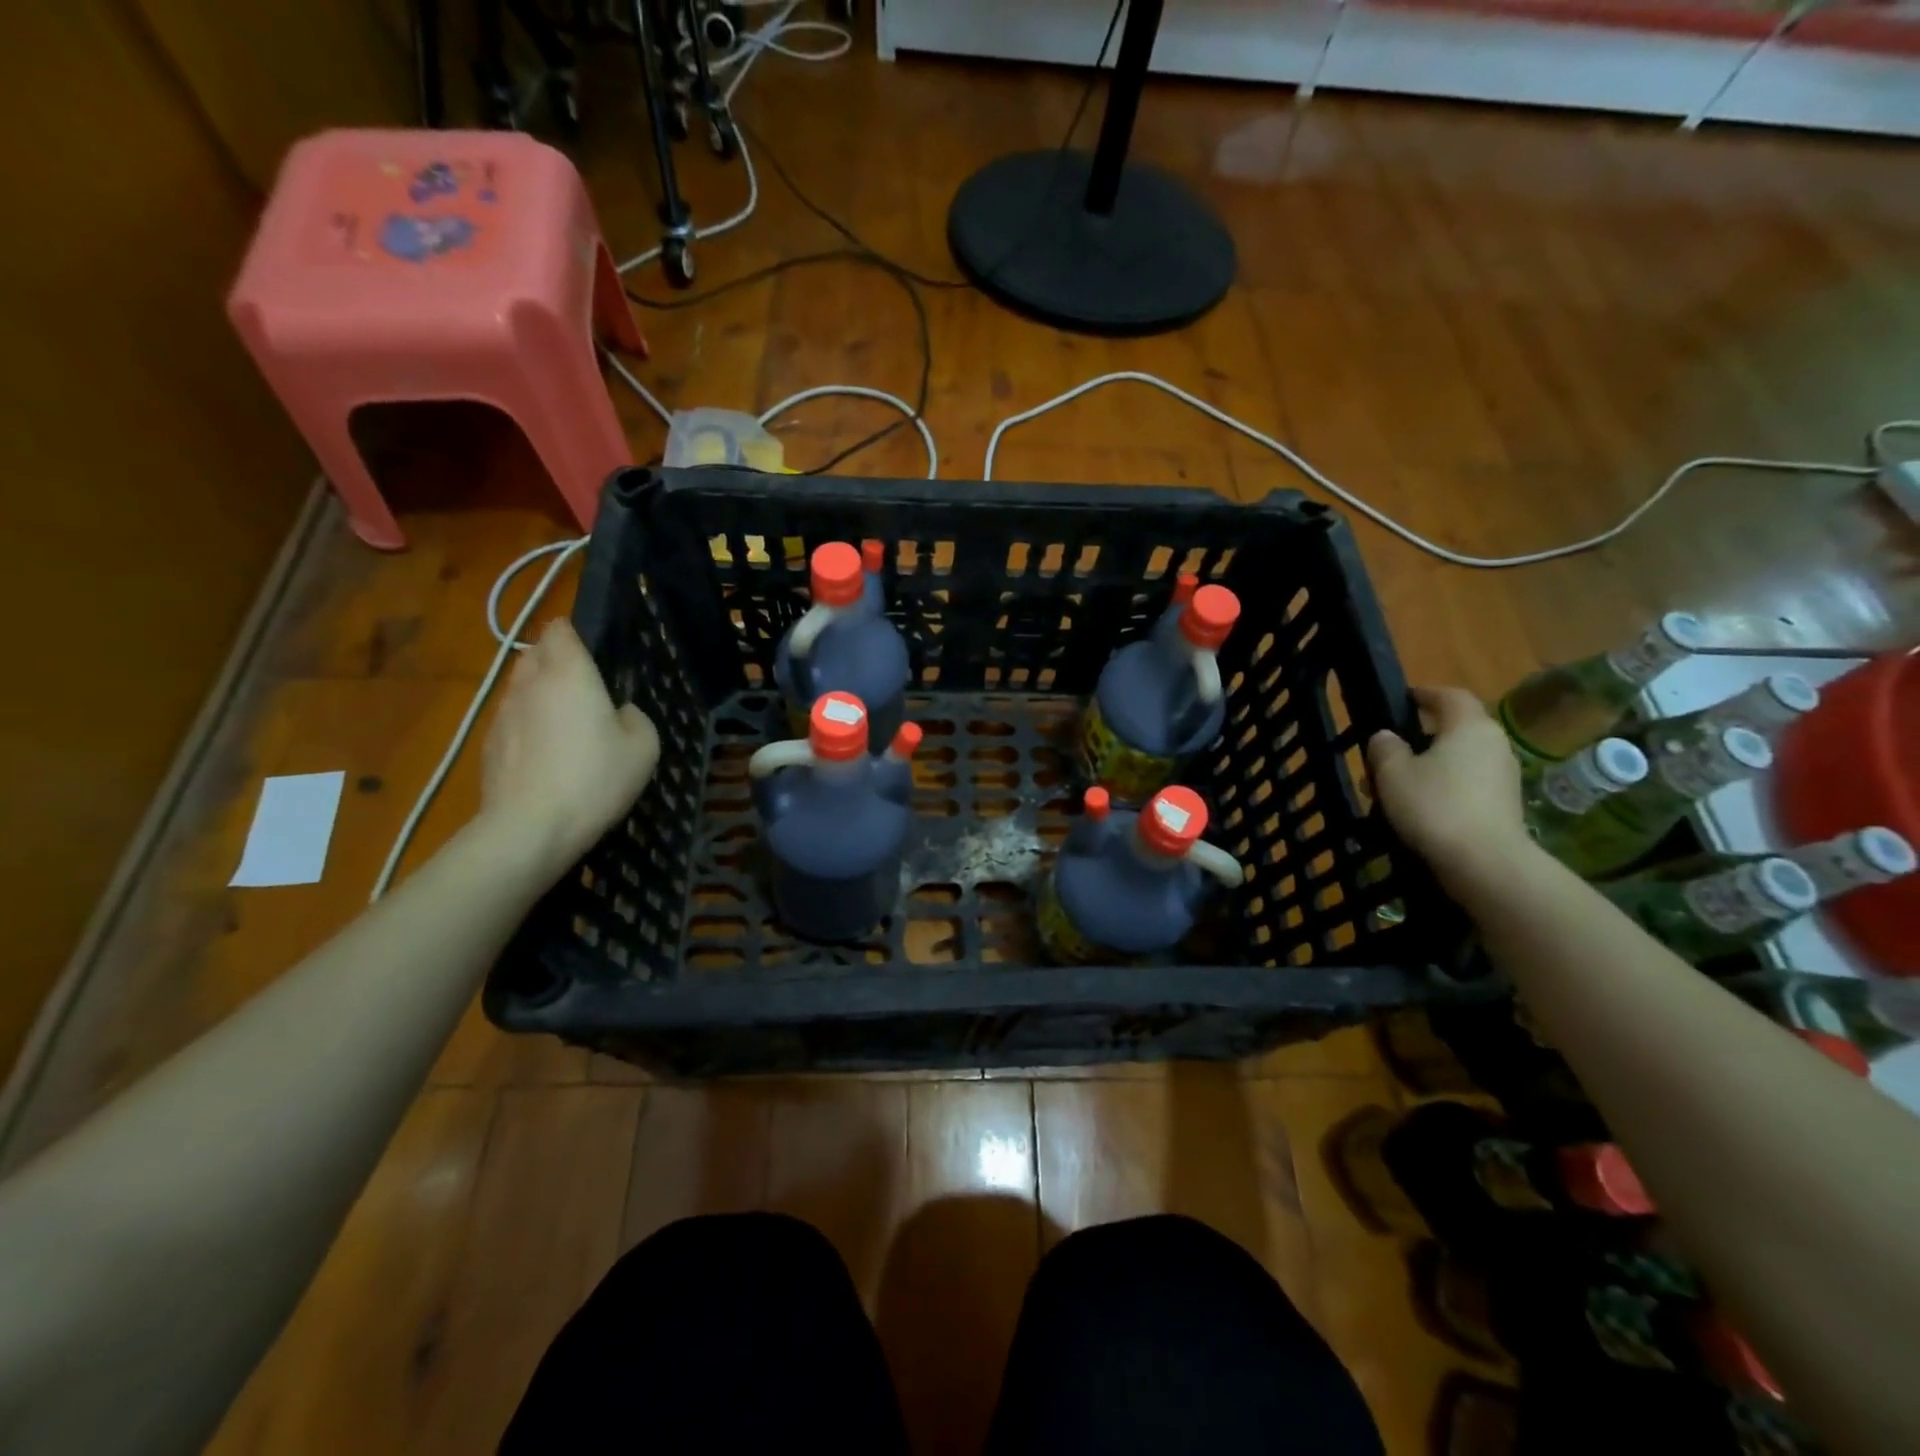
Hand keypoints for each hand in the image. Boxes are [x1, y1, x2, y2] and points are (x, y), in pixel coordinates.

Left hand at [480, 620, 659, 878]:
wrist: (531, 828)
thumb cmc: (596, 778)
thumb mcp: (644, 747)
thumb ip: (634, 717)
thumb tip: (618, 713)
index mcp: (569, 673)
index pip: (560, 630)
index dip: (575, 636)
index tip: (593, 655)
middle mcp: (530, 683)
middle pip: (535, 654)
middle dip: (554, 661)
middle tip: (583, 689)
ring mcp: (502, 714)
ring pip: (520, 688)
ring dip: (539, 696)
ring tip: (564, 727)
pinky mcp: (488, 745)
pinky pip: (511, 721)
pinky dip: (527, 728)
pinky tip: (545, 758)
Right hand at [1366, 686, 1533, 894]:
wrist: (1485, 863)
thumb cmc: (1434, 806)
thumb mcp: (1392, 773)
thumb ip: (1385, 747)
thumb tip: (1387, 737)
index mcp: (1469, 726)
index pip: (1449, 695)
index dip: (1424, 694)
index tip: (1401, 700)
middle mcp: (1493, 744)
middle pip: (1453, 730)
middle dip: (1417, 738)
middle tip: (1385, 753)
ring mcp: (1502, 776)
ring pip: (1456, 760)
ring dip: (1425, 767)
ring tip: (1390, 788)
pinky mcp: (1502, 805)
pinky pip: (1464, 784)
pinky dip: (1440, 788)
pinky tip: (1414, 809)